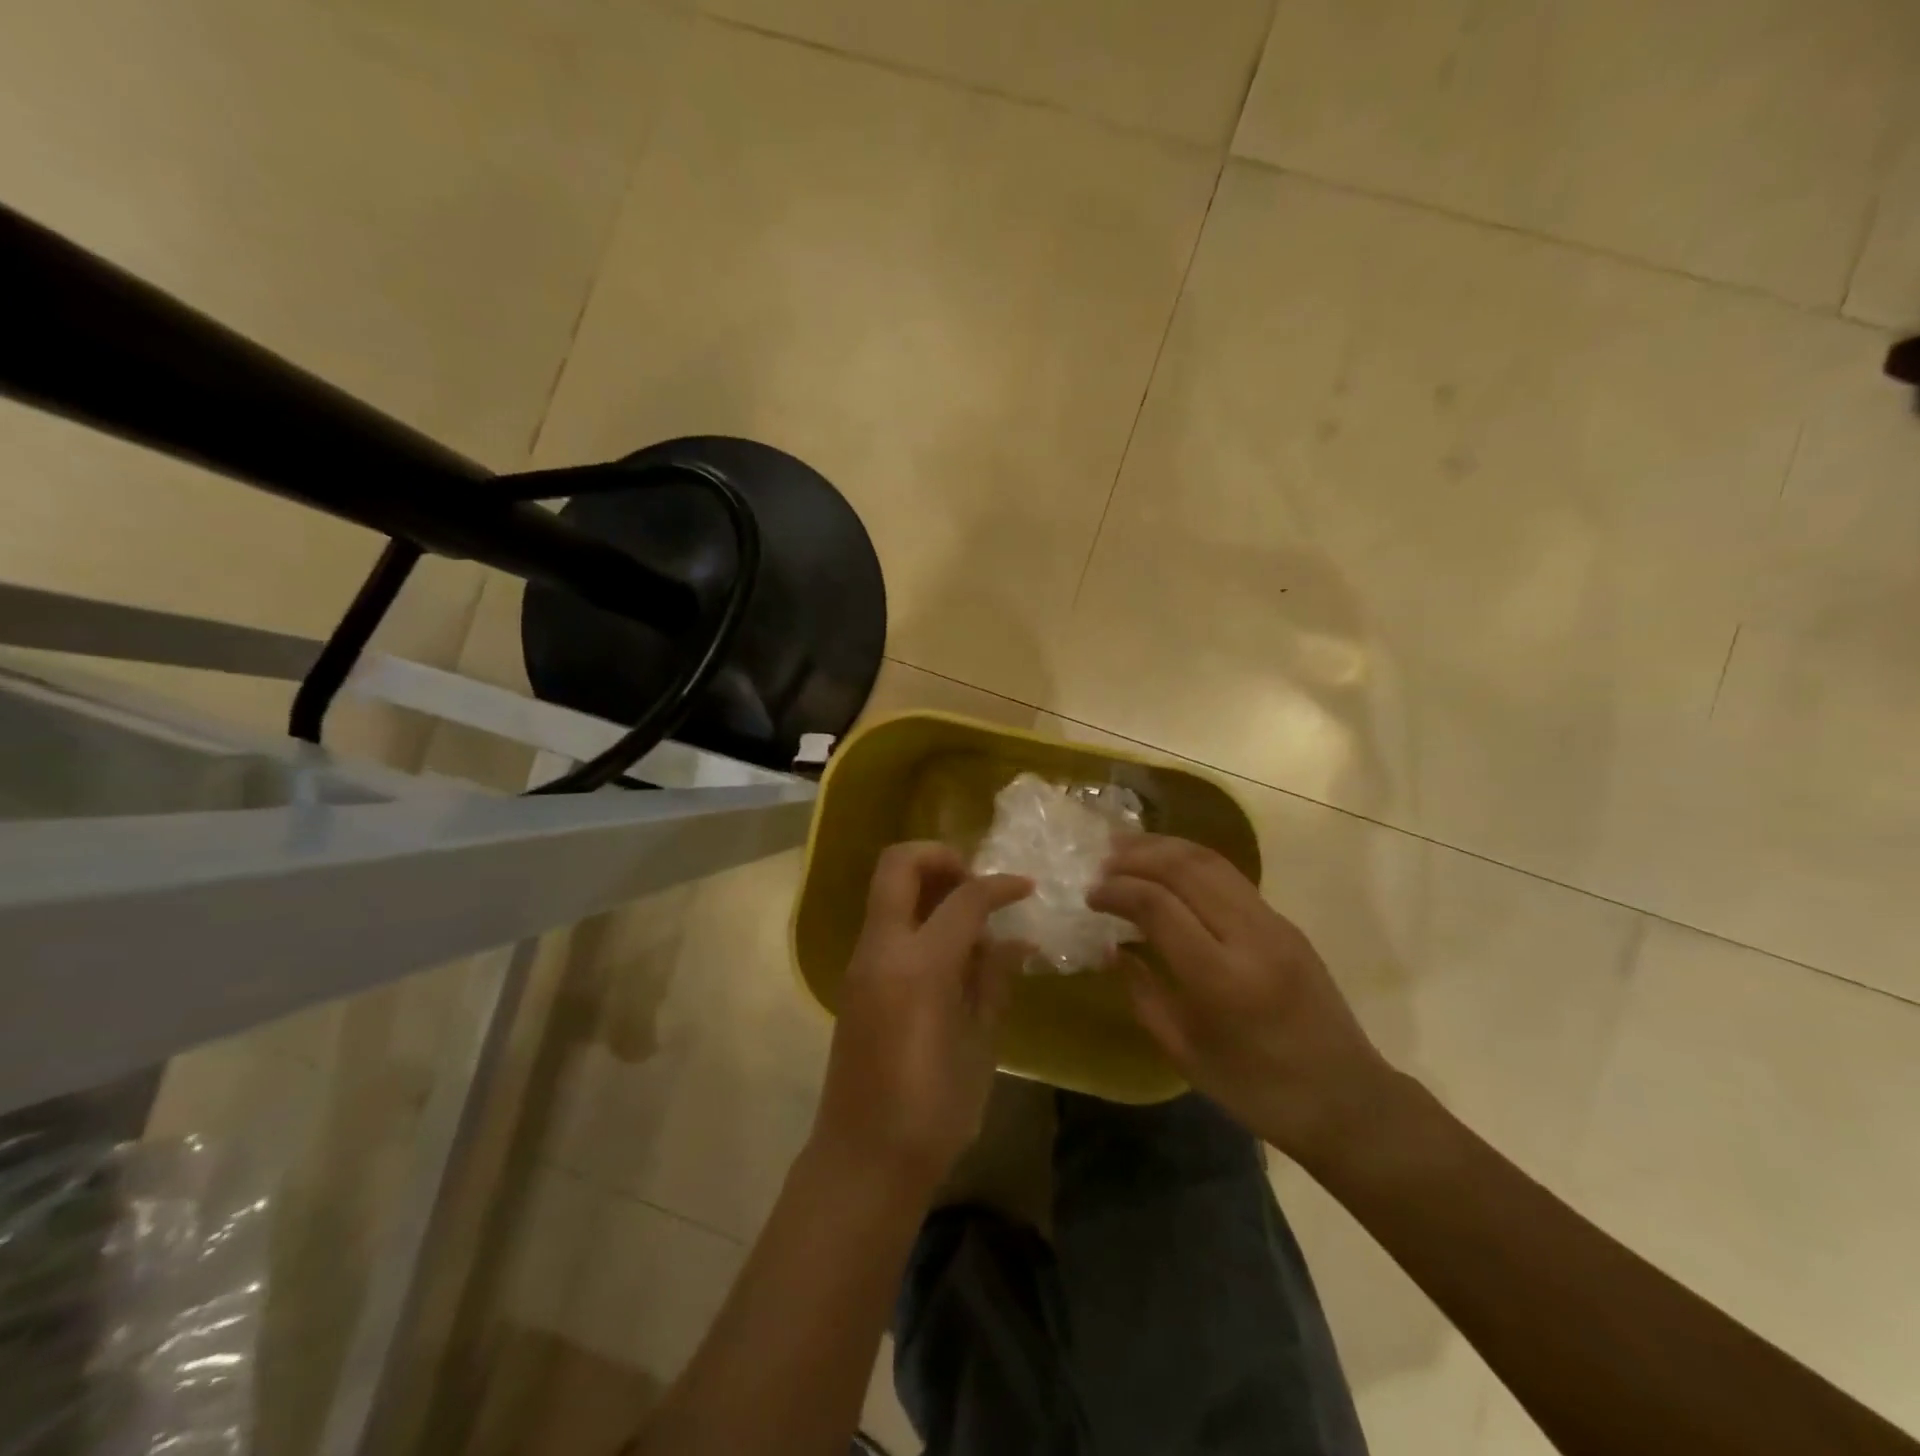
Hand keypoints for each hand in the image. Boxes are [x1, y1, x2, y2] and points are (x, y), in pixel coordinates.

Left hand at [813, 842, 1031, 1198]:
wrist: (863, 1161)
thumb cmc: (933, 1112)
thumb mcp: (979, 1045)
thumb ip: (993, 981)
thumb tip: (1014, 940)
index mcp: (919, 966)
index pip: (963, 899)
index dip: (999, 884)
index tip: (1027, 887)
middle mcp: (882, 950)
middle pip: (899, 865)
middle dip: (941, 857)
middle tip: (978, 884)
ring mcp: (862, 963)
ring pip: (888, 891)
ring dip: (928, 885)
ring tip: (972, 918)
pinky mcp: (856, 981)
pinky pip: (887, 925)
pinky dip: (918, 917)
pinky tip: (953, 953)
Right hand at [1090, 834, 1398, 1166]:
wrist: (1347, 1101)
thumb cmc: (1256, 1090)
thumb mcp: (1184, 1052)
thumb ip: (1142, 993)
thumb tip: (1113, 948)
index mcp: (1221, 979)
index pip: (1158, 906)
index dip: (1117, 891)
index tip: (1090, 895)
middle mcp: (1250, 938)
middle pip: (1186, 869)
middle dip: (1137, 855)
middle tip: (1101, 860)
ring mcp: (1274, 924)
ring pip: (1212, 861)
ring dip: (1164, 847)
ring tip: (1127, 846)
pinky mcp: (1286, 923)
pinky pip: (1230, 876)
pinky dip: (1191, 861)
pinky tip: (1168, 866)